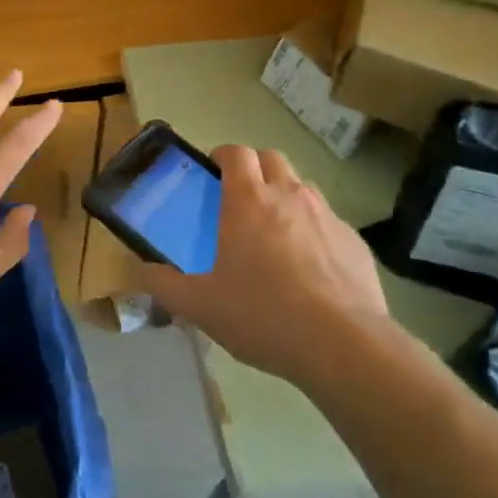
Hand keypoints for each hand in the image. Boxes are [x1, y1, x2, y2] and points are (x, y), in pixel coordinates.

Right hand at [142, 145, 389, 392]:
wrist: (344, 345)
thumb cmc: (263, 315)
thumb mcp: (201, 307)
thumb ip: (165, 286)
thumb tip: (143, 272)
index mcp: (248, 200)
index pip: (236, 152)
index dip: (223, 157)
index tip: (213, 175)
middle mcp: (289, 195)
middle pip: (271, 158)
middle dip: (255, 170)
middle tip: (242, 203)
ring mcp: (326, 215)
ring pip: (302, 186)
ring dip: (286, 197)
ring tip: (277, 236)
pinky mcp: (354, 241)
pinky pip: (329, 222)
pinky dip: (315, 232)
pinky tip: (311, 270)